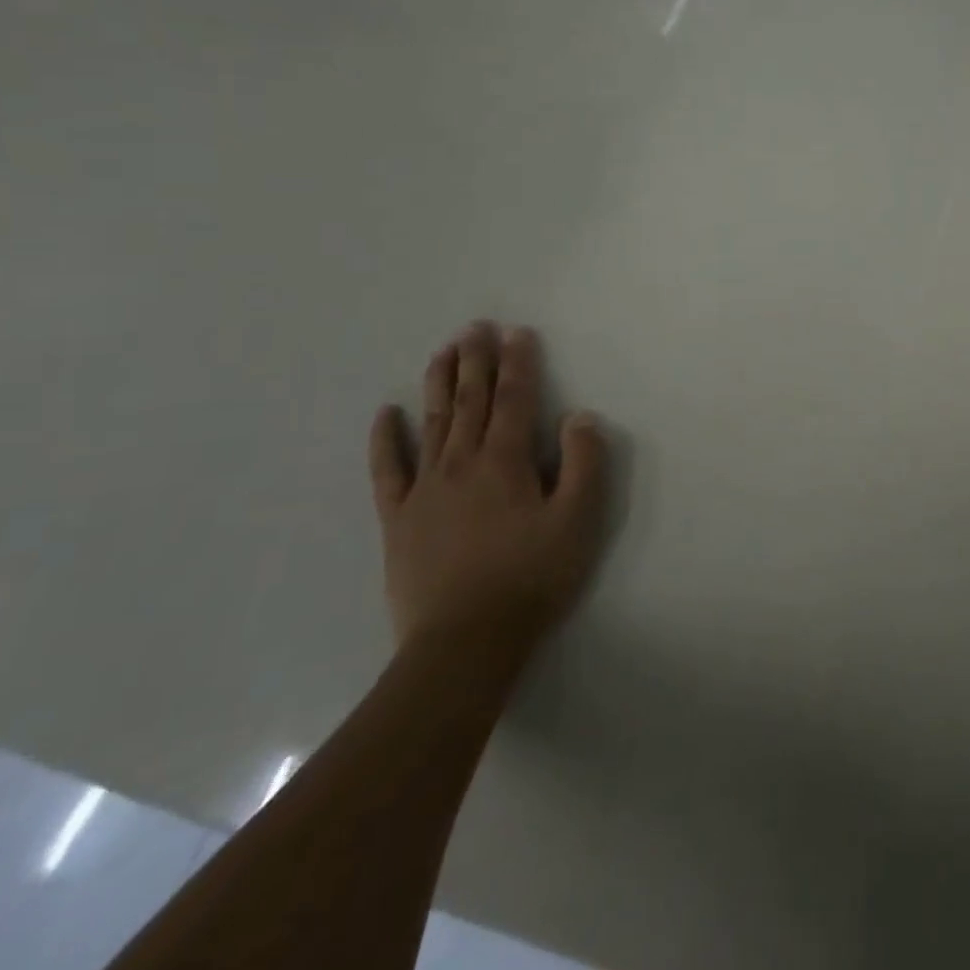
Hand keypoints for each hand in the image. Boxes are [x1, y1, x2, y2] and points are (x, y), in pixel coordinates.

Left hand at [368, 321, 607, 652]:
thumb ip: (584, 463)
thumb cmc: (531, 578)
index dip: (518, 363)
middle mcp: (462, 463)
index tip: (517, 332)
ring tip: (443, 351)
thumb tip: (579, 416)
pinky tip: (386, 414)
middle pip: (470, 401)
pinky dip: (385, 440)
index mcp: (505, 461)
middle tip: (475, 326)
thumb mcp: (578, 521)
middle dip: (476, 361)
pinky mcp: (398, 520)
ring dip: (440, 384)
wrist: (465, 642)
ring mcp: (425, 490)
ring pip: (433, 423)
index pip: (514, 399)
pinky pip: (388, 471)